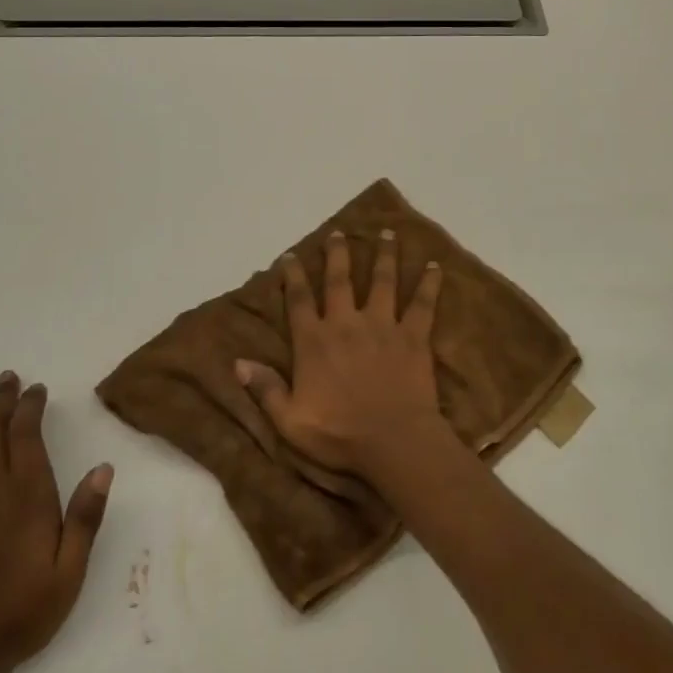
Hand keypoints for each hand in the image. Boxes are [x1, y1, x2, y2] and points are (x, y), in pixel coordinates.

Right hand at [235, 229, 453, 482]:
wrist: (393, 441)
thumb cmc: (340, 435)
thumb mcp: (289, 420)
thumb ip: (266, 389)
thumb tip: (238, 363)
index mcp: (314, 342)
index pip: (299, 301)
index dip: (293, 276)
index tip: (291, 255)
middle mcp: (346, 324)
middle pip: (339, 280)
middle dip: (337, 254)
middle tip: (337, 232)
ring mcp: (382, 326)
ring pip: (382, 281)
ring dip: (384, 256)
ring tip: (387, 233)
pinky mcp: (413, 336)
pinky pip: (422, 303)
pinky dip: (428, 283)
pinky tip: (434, 266)